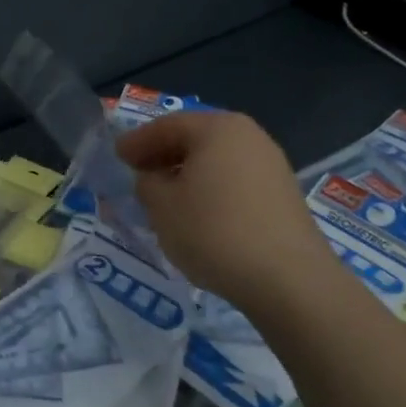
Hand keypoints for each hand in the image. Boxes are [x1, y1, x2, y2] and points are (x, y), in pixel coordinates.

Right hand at [116, 112, 338, 313]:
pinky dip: (210, 188)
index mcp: (217, 128)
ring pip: (216, 160)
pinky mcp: (283, 194)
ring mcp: (271, 164)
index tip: (117, 157)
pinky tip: (197, 212)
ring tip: (164, 196)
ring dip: (187, 173)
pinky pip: (234, 180)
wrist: (288, 280)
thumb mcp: (161, 206)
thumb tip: (153, 178)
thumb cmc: (214, 231)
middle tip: (137, 173)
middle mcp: (248, 136)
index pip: (166, 126)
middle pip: (195, 138)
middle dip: (163, 155)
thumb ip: (147, 183)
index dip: (137, 142)